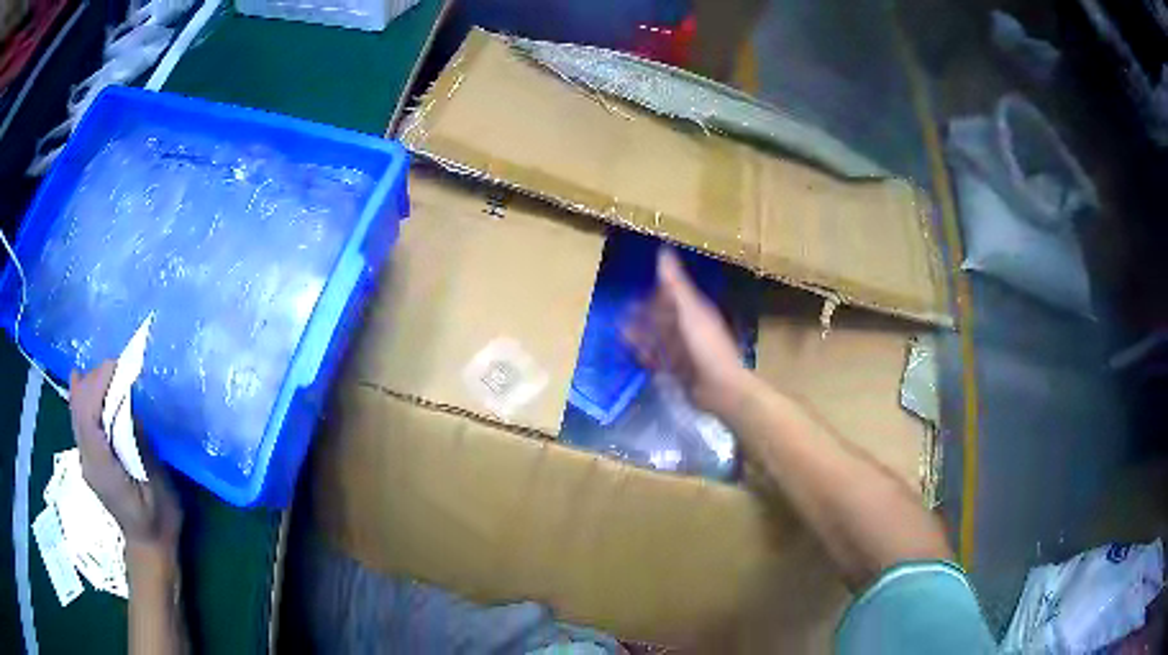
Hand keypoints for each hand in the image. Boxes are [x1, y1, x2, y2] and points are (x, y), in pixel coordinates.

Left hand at [69, 362, 182, 554]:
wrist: (149, 547)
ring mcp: (85, 460)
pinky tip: (81, 381)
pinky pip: (79, 420)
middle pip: (78, 409)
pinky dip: (80, 397)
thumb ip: (137, 443)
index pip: (88, 415)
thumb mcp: (155, 484)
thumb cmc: (158, 519)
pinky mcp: (88, 459)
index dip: (98, 384)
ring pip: (75, 412)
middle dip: (94, 380)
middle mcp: (87, 460)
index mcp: (102, 468)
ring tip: (107, 372)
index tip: (117, 366)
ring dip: (88, 385)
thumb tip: (126, 405)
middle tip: (117, 367)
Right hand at [624, 248, 752, 414]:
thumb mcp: (689, 311)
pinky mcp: (679, 369)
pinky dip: (648, 356)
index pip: (672, 295)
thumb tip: (663, 250)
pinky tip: (636, 356)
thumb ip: (675, 284)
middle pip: (663, 317)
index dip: (655, 291)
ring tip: (621, 334)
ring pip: (659, 338)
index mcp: (695, 310)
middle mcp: (690, 327)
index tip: (632, 288)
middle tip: (620, 314)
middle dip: (643, 315)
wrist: (719, 388)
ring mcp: (684, 350)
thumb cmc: (706, 346)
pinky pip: (660, 359)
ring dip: (642, 335)